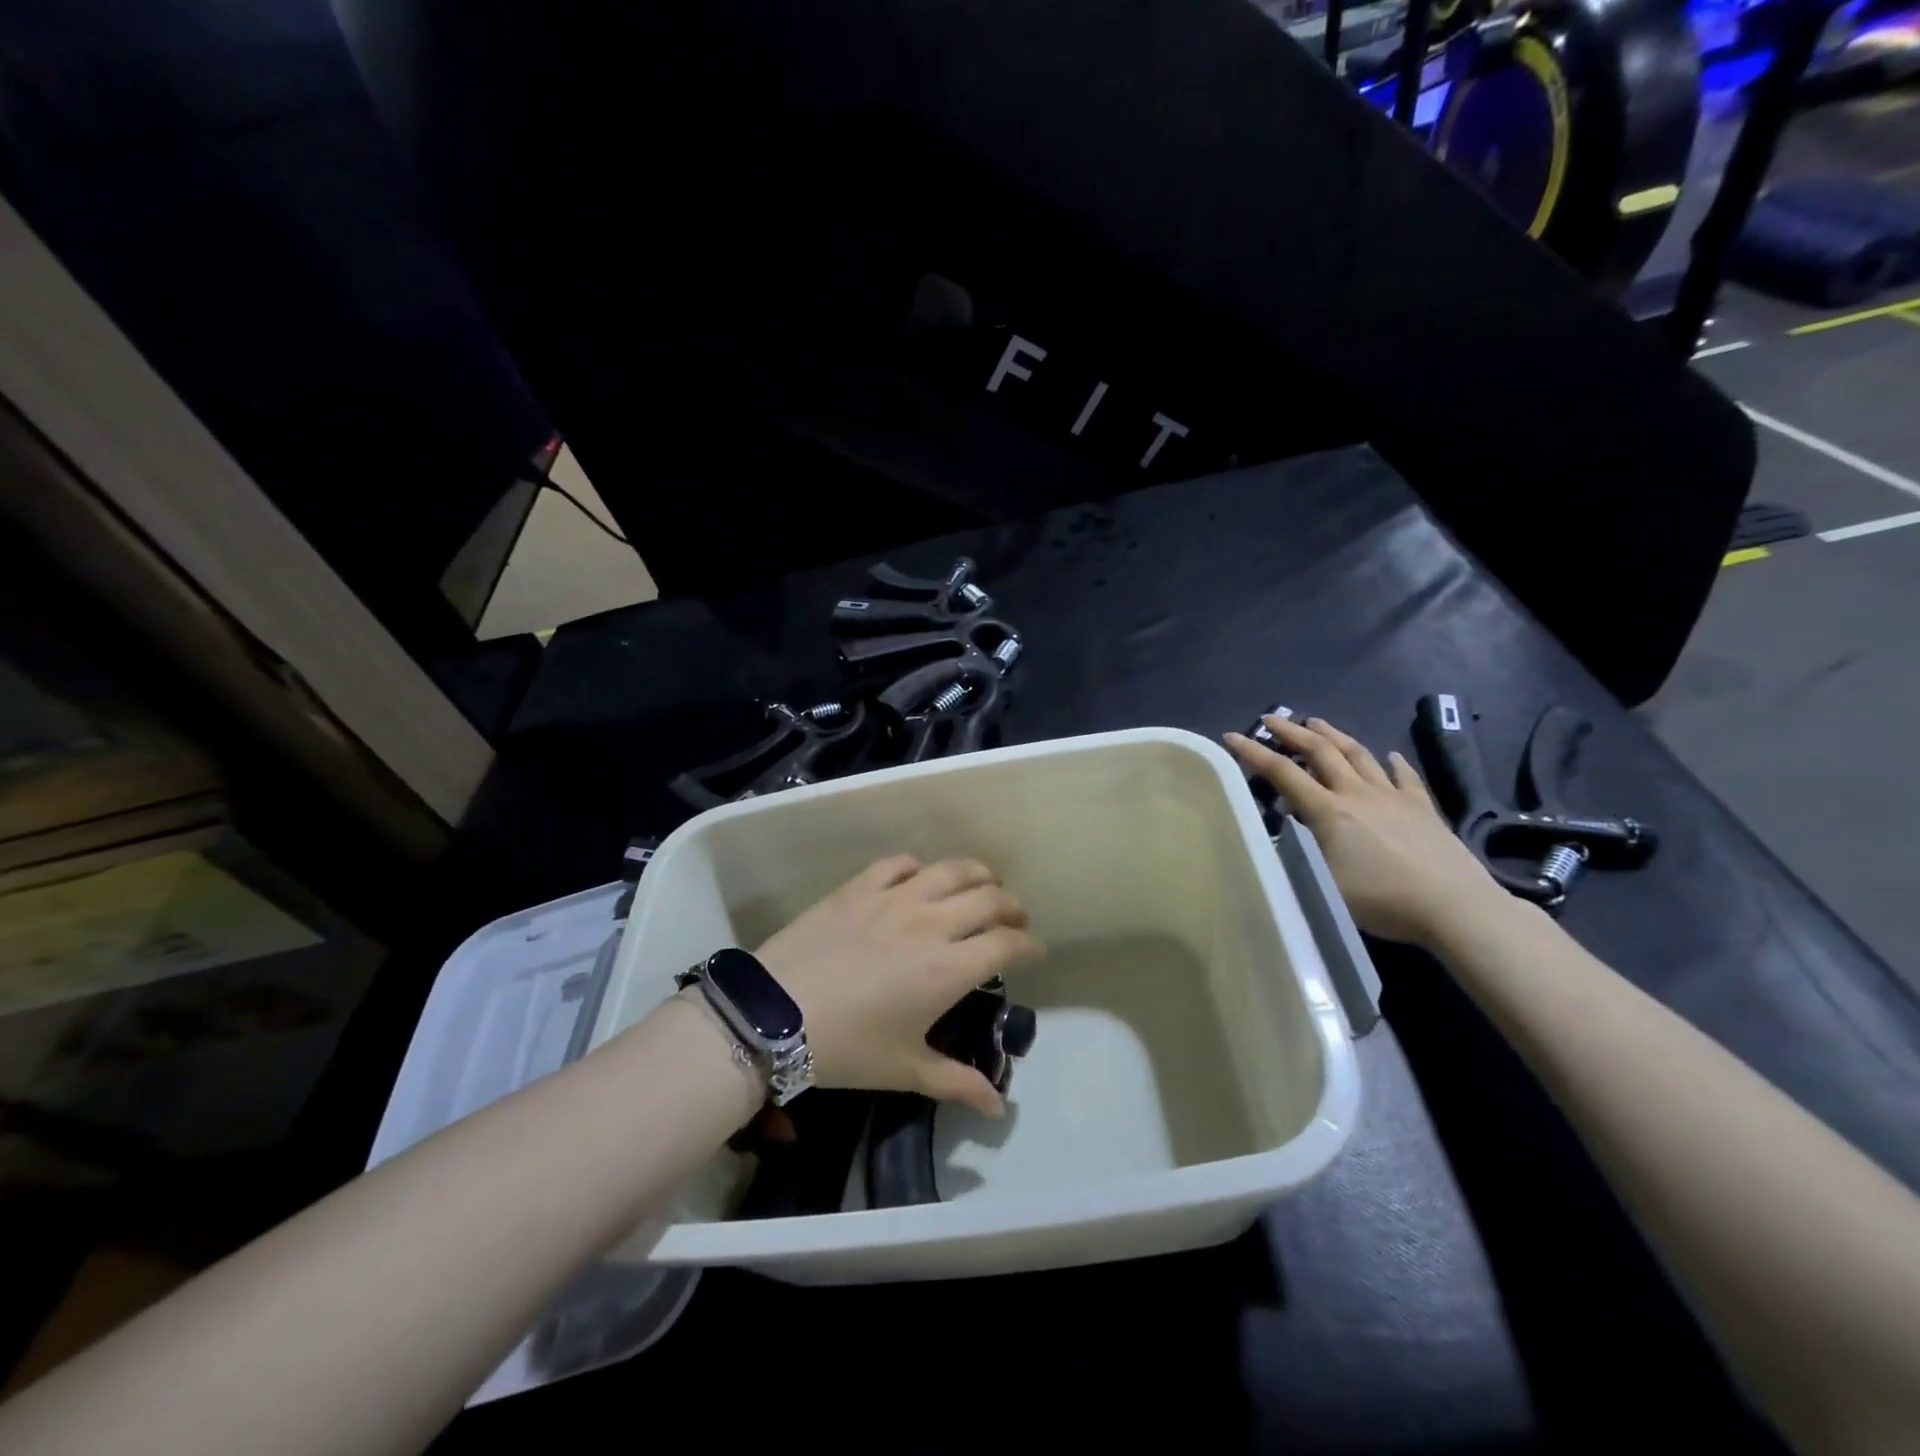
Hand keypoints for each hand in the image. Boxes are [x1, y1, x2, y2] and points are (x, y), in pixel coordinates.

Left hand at [755, 856, 1041, 1115]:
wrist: (776, 1014)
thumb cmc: (847, 1047)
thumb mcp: (904, 1069)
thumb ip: (957, 1084)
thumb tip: (999, 1108)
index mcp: (949, 968)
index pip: (1007, 943)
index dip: (1028, 944)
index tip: (1033, 950)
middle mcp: (932, 923)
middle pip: (989, 898)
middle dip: (1011, 906)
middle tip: (1013, 918)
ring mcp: (894, 898)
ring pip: (951, 870)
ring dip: (977, 874)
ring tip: (983, 884)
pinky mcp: (860, 886)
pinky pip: (900, 863)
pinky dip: (919, 867)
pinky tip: (919, 878)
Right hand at [1225, 716, 1505, 947]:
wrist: (1455, 907)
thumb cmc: (1382, 900)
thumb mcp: (1324, 886)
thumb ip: (1299, 856)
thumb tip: (1283, 833)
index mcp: (1329, 811)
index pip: (1283, 773)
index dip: (1254, 753)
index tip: (1232, 736)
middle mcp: (1358, 794)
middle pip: (1320, 751)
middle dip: (1292, 732)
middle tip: (1272, 719)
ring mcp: (1393, 797)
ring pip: (1359, 755)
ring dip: (1334, 735)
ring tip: (1317, 722)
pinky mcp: (1423, 808)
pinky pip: (1404, 776)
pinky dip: (1392, 762)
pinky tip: (1389, 755)